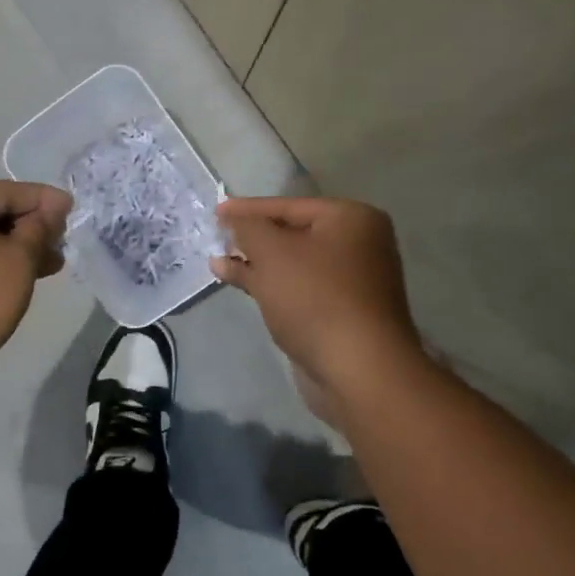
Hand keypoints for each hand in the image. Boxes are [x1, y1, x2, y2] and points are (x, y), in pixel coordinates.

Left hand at [0, 180, 70, 394]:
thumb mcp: (17, 260)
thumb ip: (39, 228)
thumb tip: (53, 206)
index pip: (6, 191)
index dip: (44, 201)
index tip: (74, 210)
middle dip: (31, 228)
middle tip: (62, 245)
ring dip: (15, 249)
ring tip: (49, 266)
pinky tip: (19, 278)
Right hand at [211, 197, 420, 404]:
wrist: (358, 369)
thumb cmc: (315, 299)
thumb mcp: (272, 253)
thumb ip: (247, 229)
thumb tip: (231, 220)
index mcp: (351, 219)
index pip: (290, 205)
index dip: (248, 208)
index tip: (215, 211)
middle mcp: (359, 244)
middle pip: (294, 233)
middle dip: (254, 237)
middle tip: (216, 237)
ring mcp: (354, 281)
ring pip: (295, 264)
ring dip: (259, 264)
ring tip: (220, 264)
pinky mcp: (343, 313)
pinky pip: (300, 289)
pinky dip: (273, 286)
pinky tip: (243, 287)